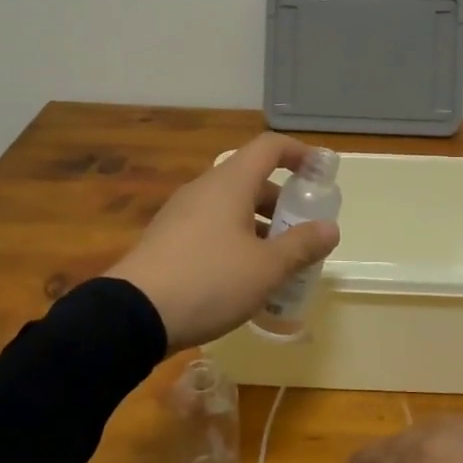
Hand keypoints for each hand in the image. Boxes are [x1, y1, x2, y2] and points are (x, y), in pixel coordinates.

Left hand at [106, 132, 340, 352]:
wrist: (132, 315)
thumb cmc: (210, 280)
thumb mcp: (266, 268)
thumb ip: (302, 245)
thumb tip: (330, 228)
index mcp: (230, 183)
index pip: (269, 147)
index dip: (299, 153)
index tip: (321, 173)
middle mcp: (204, 189)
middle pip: (251, 180)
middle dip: (282, 202)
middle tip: (302, 232)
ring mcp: (181, 214)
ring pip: (231, 207)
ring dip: (259, 226)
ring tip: (278, 262)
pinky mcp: (167, 240)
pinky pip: (212, 228)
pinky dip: (235, 241)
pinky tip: (243, 279)